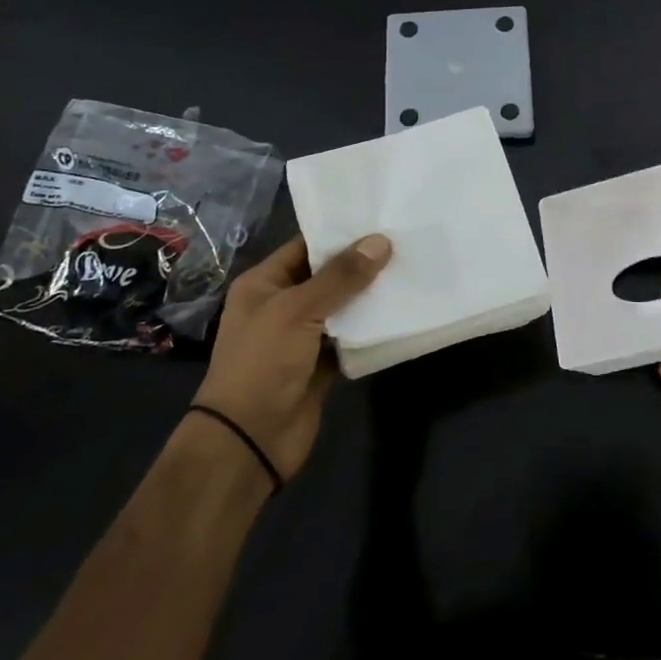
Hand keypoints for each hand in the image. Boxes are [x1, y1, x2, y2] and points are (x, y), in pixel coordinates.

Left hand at [192, 233, 390, 480]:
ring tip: (412, 271)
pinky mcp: (322, 364)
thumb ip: (340, 277)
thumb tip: (381, 241)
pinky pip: (351, 338)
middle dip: (363, 263)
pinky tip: (402, 312)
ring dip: (371, 296)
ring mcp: (302, 337)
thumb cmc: (262, 364)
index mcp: (264, 284)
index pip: (306, 247)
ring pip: (343, 307)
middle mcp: (282, 306)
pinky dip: (371, 329)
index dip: (340, 234)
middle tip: (406, 242)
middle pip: (328, 276)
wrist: (249, 440)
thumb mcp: (297, 311)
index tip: (381, 219)